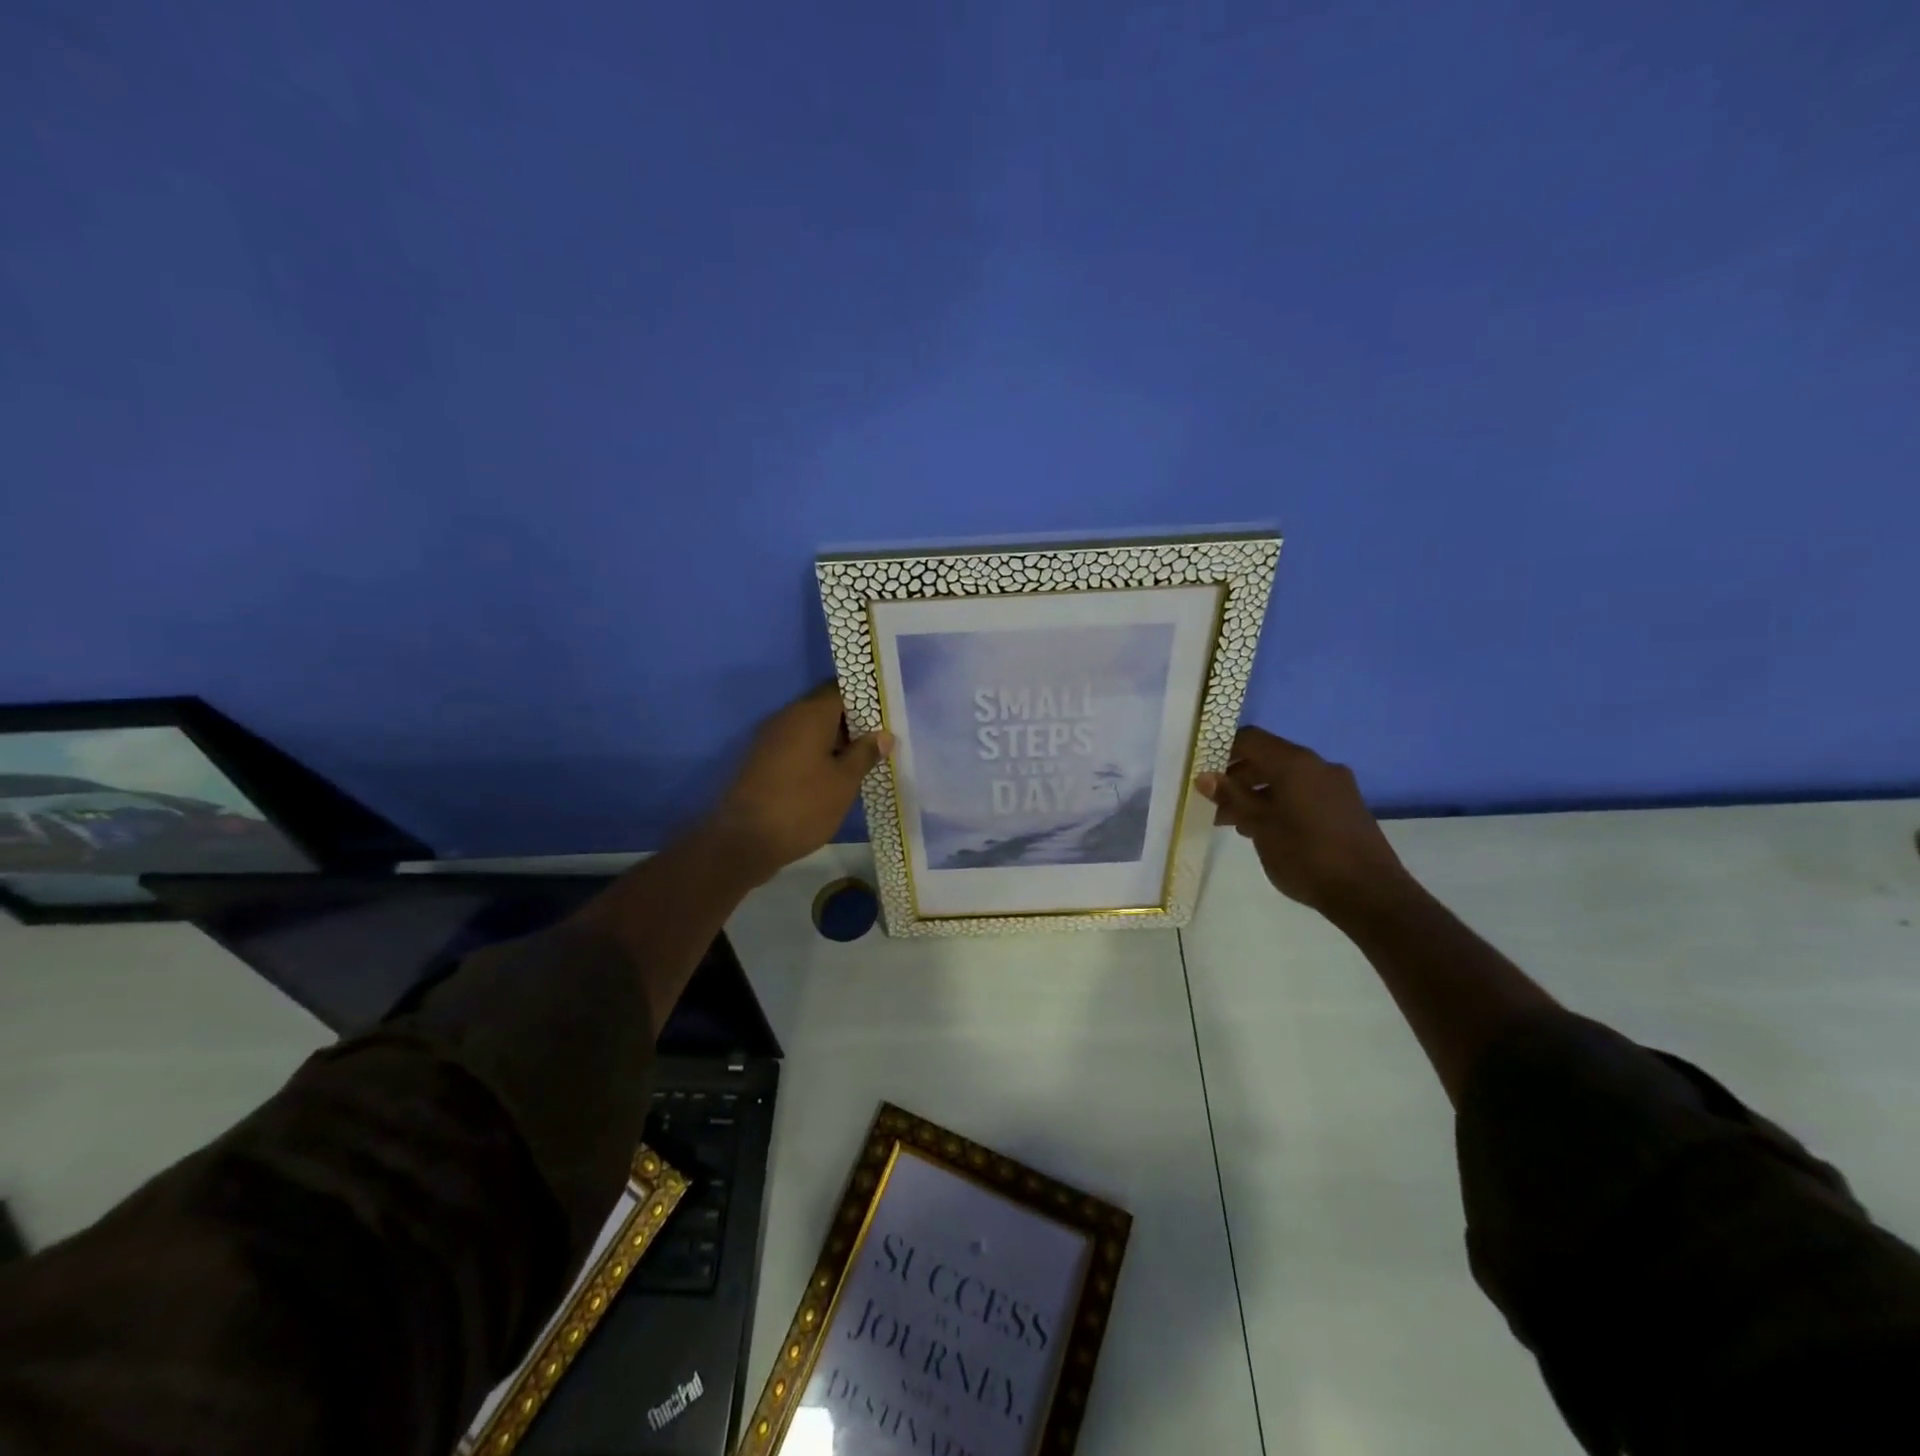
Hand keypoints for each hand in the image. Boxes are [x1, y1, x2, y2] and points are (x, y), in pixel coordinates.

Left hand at [703, 682, 892, 885]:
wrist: (744, 841)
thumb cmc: (803, 806)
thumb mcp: (844, 782)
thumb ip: (865, 754)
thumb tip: (882, 735)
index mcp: (809, 714)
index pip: (840, 689)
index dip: (864, 699)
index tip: (884, 715)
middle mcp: (786, 718)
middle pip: (824, 707)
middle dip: (851, 722)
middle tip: (877, 742)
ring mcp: (769, 739)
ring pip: (809, 728)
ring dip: (833, 740)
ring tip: (858, 762)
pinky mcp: (761, 760)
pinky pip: (795, 745)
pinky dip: (814, 754)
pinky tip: (830, 776)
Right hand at [1195, 726, 1409, 914]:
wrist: (1370, 893)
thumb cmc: (1306, 855)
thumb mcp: (1259, 826)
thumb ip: (1231, 797)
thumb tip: (1205, 776)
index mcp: (1295, 763)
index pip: (1250, 739)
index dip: (1222, 750)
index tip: (1202, 771)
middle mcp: (1318, 765)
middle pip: (1268, 758)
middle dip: (1238, 778)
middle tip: (1215, 804)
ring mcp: (1337, 785)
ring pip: (1286, 778)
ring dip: (1258, 794)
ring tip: (1238, 823)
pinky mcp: (1346, 806)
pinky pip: (1304, 793)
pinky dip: (1281, 803)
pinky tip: (1268, 831)